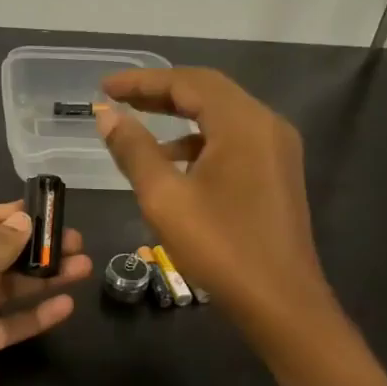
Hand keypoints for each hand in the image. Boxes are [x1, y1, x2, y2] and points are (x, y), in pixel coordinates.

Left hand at [0, 202, 92, 385]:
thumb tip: (22, 221)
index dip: (21, 214)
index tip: (59, 210)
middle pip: (1, 253)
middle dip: (39, 248)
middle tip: (81, 245)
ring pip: (8, 289)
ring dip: (44, 279)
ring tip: (85, 269)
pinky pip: (7, 326)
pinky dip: (34, 317)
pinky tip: (65, 307)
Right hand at [94, 67, 333, 326]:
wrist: (281, 303)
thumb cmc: (220, 247)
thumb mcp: (165, 198)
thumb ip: (134, 150)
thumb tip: (108, 115)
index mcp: (243, 124)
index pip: (188, 83)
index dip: (143, 81)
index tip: (105, 86)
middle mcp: (266, 125)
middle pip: (208, 92)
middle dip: (160, 92)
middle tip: (117, 97)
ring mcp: (276, 149)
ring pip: (221, 116)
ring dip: (178, 115)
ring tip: (136, 125)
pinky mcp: (276, 173)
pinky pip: (233, 140)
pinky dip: (198, 140)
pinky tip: (171, 161)